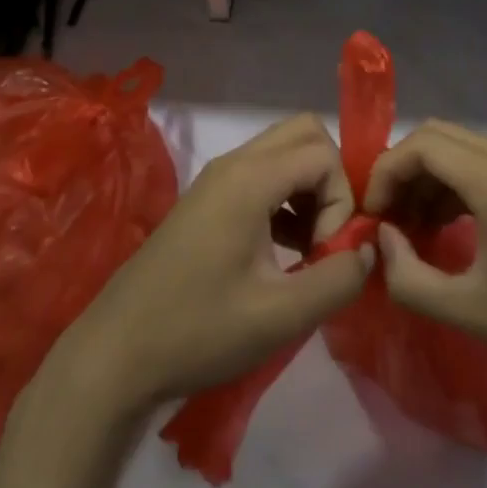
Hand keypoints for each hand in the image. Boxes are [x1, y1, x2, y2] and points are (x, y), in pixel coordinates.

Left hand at [52, 113, 373, 414]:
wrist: (117, 353)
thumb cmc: (199, 331)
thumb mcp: (280, 316)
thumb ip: (338, 279)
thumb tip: (369, 251)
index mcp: (250, 178)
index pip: (323, 153)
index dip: (341, 199)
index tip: (327, 252)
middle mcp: (234, 163)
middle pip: (304, 134)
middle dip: (330, 179)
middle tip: (327, 236)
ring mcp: (217, 178)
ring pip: (283, 152)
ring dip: (308, 189)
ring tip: (308, 251)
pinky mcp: (208, 198)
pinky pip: (262, 174)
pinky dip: (285, 198)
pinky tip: (282, 252)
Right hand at [363, 120, 486, 403]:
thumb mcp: (468, 311)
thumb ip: (408, 276)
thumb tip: (381, 238)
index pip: (424, 145)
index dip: (386, 171)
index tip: (371, 214)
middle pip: (441, 137)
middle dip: (404, 170)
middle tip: (386, 218)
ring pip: (462, 149)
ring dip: (429, 178)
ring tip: (410, 228)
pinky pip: (485, 165)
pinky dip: (456, 185)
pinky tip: (445, 227)